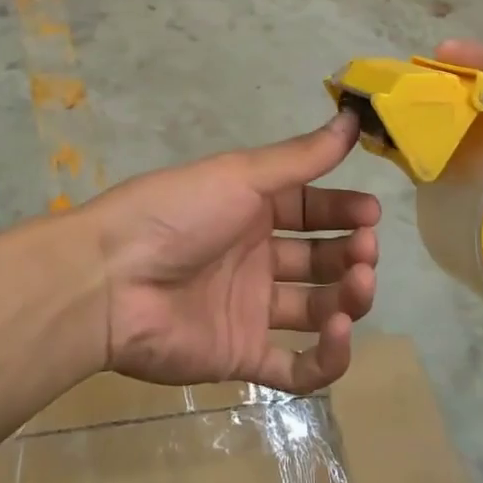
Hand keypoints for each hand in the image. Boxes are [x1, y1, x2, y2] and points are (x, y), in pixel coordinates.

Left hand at [78, 114, 379, 393]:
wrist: (111, 280)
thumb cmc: (178, 214)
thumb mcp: (242, 175)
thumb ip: (301, 156)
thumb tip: (351, 115)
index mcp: (250, 210)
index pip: (311, 209)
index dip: (343, 210)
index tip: (371, 213)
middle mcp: (253, 258)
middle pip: (319, 259)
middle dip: (350, 253)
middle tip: (364, 251)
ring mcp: (249, 309)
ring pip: (316, 309)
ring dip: (347, 299)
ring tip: (357, 285)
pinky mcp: (241, 356)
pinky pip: (296, 367)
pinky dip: (327, 357)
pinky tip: (339, 333)